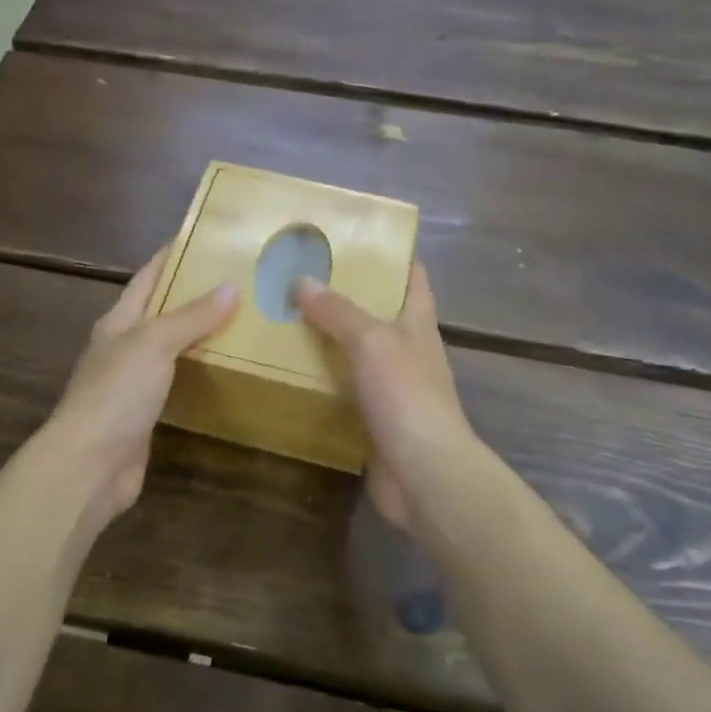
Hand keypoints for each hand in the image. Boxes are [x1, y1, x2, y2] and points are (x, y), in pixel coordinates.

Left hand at [42, 248, 236, 523]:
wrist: (88, 466)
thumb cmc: (116, 394)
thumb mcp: (154, 344)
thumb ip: (191, 316)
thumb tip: (231, 287)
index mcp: (119, 321)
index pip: (148, 276)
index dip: (171, 255)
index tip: (204, 238)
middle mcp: (124, 346)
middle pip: (161, 310)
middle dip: (194, 294)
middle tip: (238, 280)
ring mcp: (133, 382)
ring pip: (171, 347)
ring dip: (199, 334)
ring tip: (242, 319)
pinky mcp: (145, 413)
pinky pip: (177, 381)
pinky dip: (198, 371)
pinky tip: (225, 369)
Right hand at [294, 262, 476, 533]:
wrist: (423, 473)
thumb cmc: (406, 394)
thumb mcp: (371, 340)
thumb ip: (338, 311)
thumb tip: (302, 281)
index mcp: (418, 323)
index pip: (413, 277)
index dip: (395, 255)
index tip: (359, 238)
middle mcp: (409, 351)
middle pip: (380, 314)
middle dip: (347, 296)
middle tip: (302, 277)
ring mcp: (394, 388)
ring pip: (359, 354)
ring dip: (330, 339)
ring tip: (287, 319)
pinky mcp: (376, 420)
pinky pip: (346, 391)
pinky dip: (324, 380)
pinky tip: (293, 372)